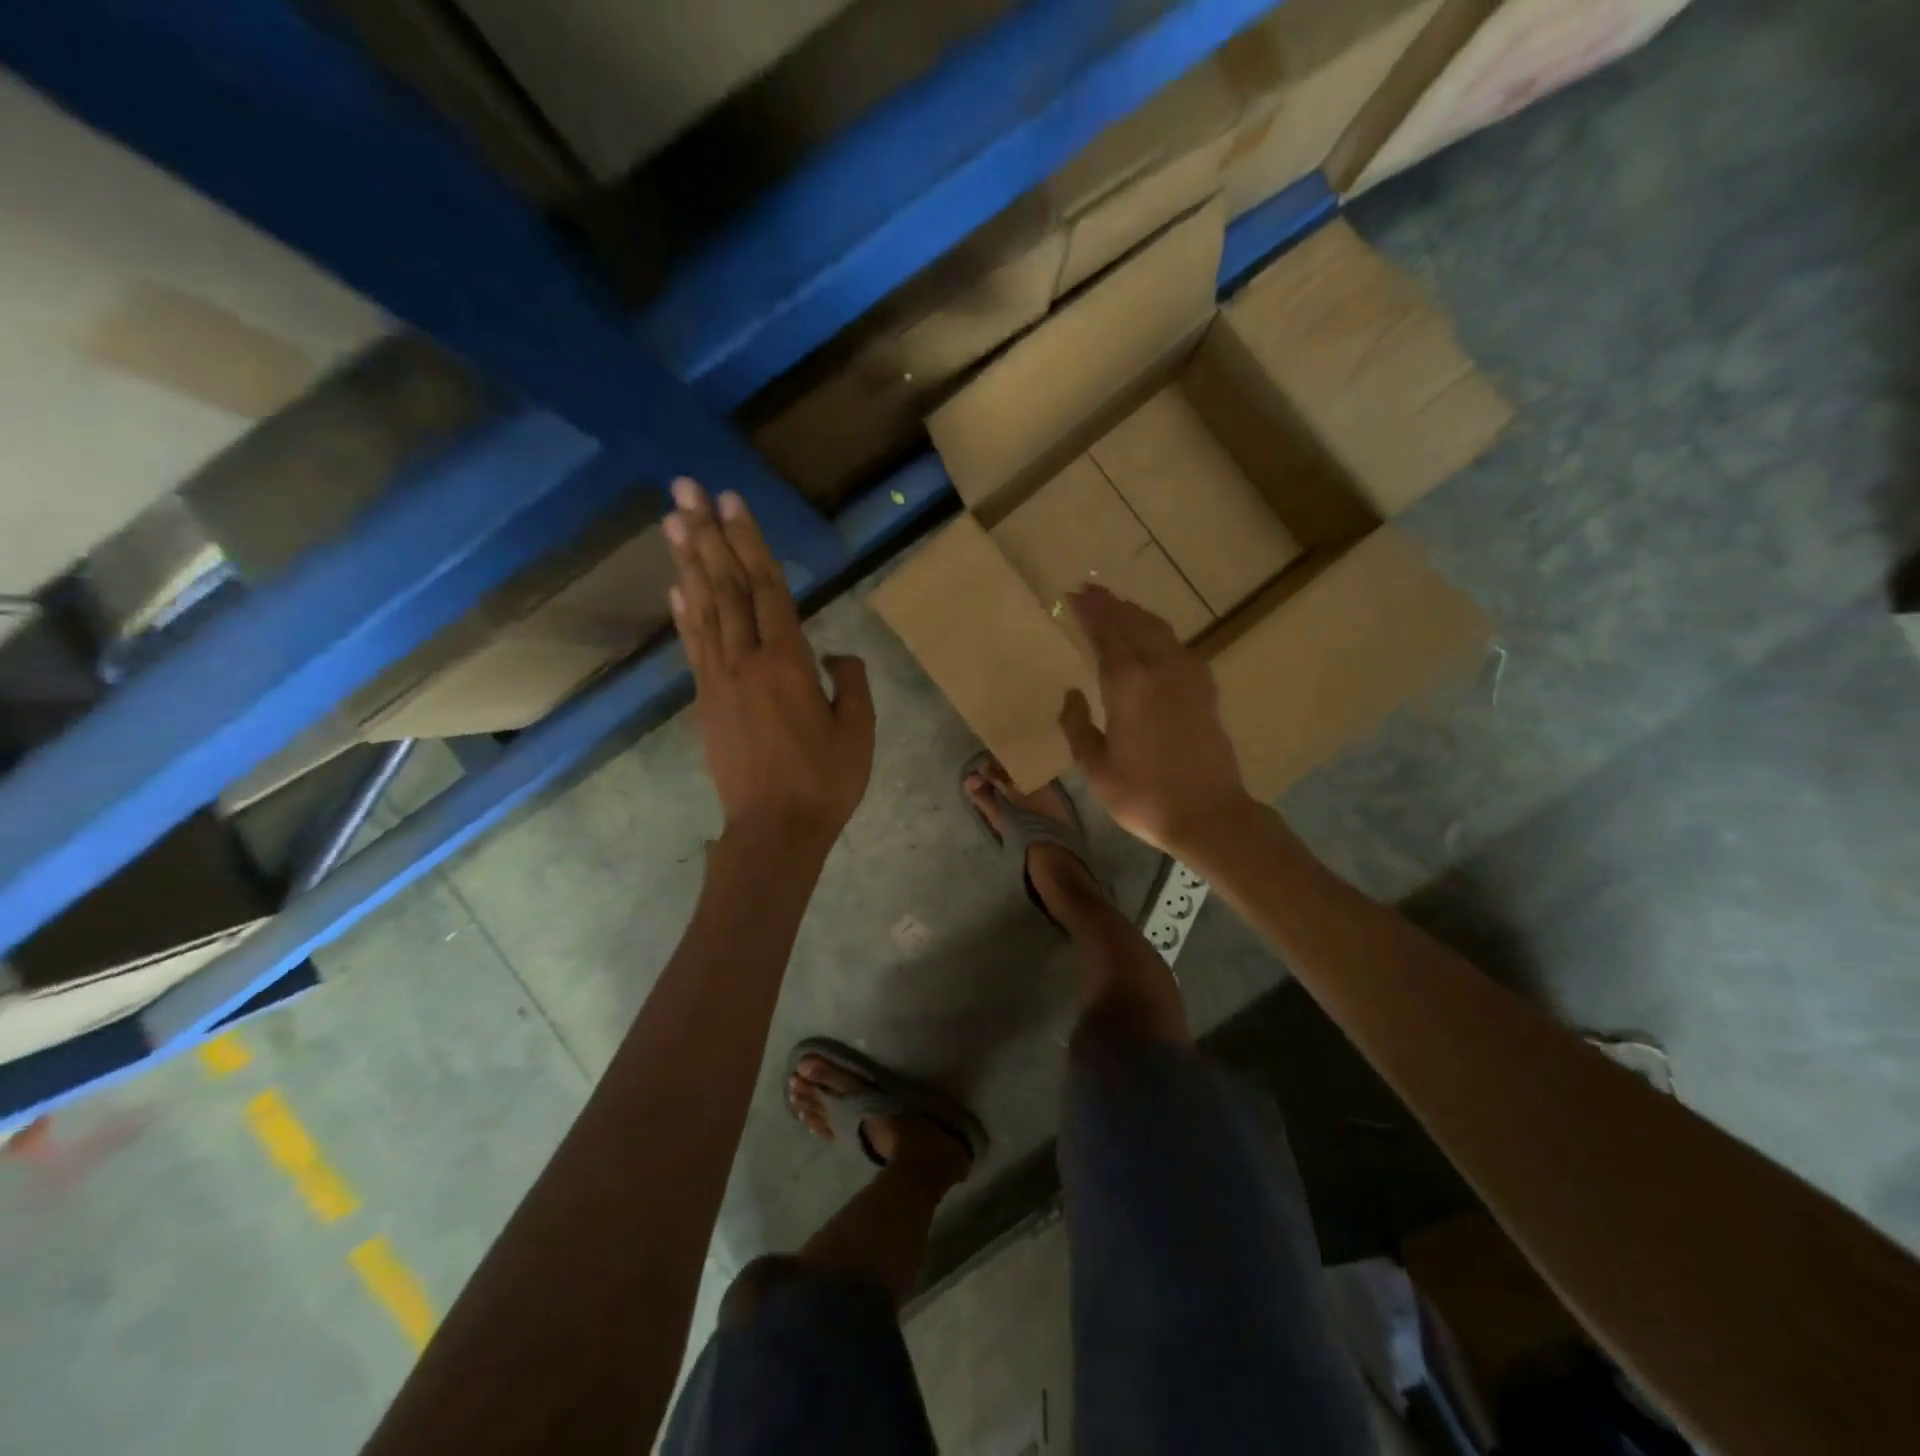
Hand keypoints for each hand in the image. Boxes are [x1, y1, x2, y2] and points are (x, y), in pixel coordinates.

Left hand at [665, 478, 873, 857]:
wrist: (774, 829)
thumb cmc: (825, 781)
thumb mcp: (858, 730)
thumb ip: (850, 681)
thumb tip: (835, 653)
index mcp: (789, 662)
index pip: (767, 588)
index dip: (749, 541)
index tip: (732, 501)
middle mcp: (747, 660)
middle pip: (726, 587)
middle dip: (707, 534)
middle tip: (686, 488)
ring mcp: (719, 681)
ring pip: (703, 610)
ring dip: (688, 563)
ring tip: (673, 521)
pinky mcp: (706, 702)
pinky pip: (693, 648)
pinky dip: (684, 614)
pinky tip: (676, 588)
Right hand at [1058, 585, 1251, 856]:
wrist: (1208, 814)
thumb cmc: (1143, 795)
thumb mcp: (1095, 768)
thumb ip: (1078, 726)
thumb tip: (1072, 694)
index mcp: (1128, 684)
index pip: (1105, 635)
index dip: (1089, 613)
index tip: (1072, 596)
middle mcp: (1159, 669)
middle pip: (1132, 623)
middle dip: (1110, 604)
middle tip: (1089, 591)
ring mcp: (1188, 676)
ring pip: (1158, 630)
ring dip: (1135, 614)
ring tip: (1117, 606)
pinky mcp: (1205, 689)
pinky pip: (1177, 646)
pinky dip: (1158, 633)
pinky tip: (1153, 639)